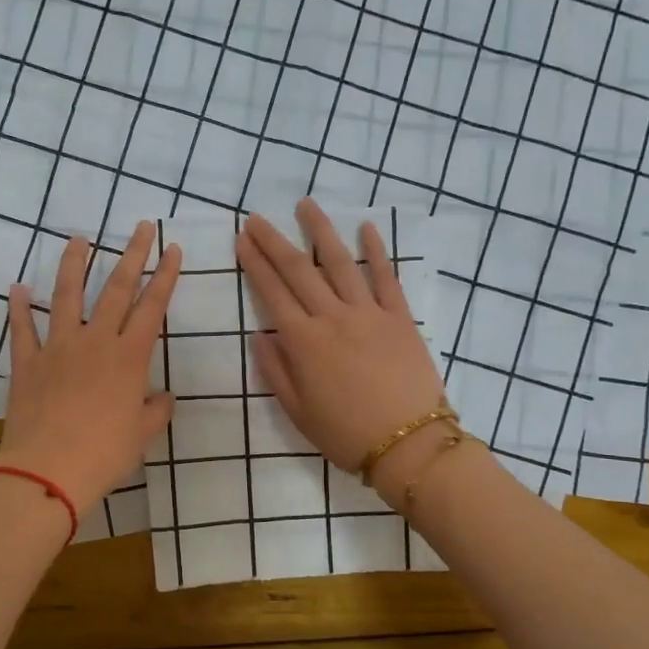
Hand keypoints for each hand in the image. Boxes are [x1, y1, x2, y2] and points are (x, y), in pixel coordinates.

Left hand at [0, 222, 180, 512]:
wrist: (48, 470)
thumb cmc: (105, 454)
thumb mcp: (142, 435)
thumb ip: (156, 411)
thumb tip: (164, 398)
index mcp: (129, 357)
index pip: (152, 306)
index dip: (165, 276)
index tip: (172, 248)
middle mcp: (95, 341)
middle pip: (115, 288)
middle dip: (131, 255)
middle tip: (140, 227)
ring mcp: (57, 348)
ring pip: (66, 295)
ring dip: (73, 264)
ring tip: (78, 238)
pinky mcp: (27, 362)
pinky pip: (22, 329)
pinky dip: (19, 308)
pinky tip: (18, 288)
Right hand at [236, 200, 449, 496]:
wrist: (408, 444)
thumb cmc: (346, 434)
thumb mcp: (298, 411)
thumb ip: (275, 371)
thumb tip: (260, 336)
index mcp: (303, 342)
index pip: (272, 293)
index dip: (254, 263)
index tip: (241, 240)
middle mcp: (332, 317)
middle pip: (298, 270)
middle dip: (274, 241)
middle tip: (257, 218)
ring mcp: (369, 313)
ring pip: (340, 262)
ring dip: (321, 231)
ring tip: (306, 205)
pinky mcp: (400, 317)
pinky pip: (387, 277)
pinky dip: (377, 250)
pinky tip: (367, 228)